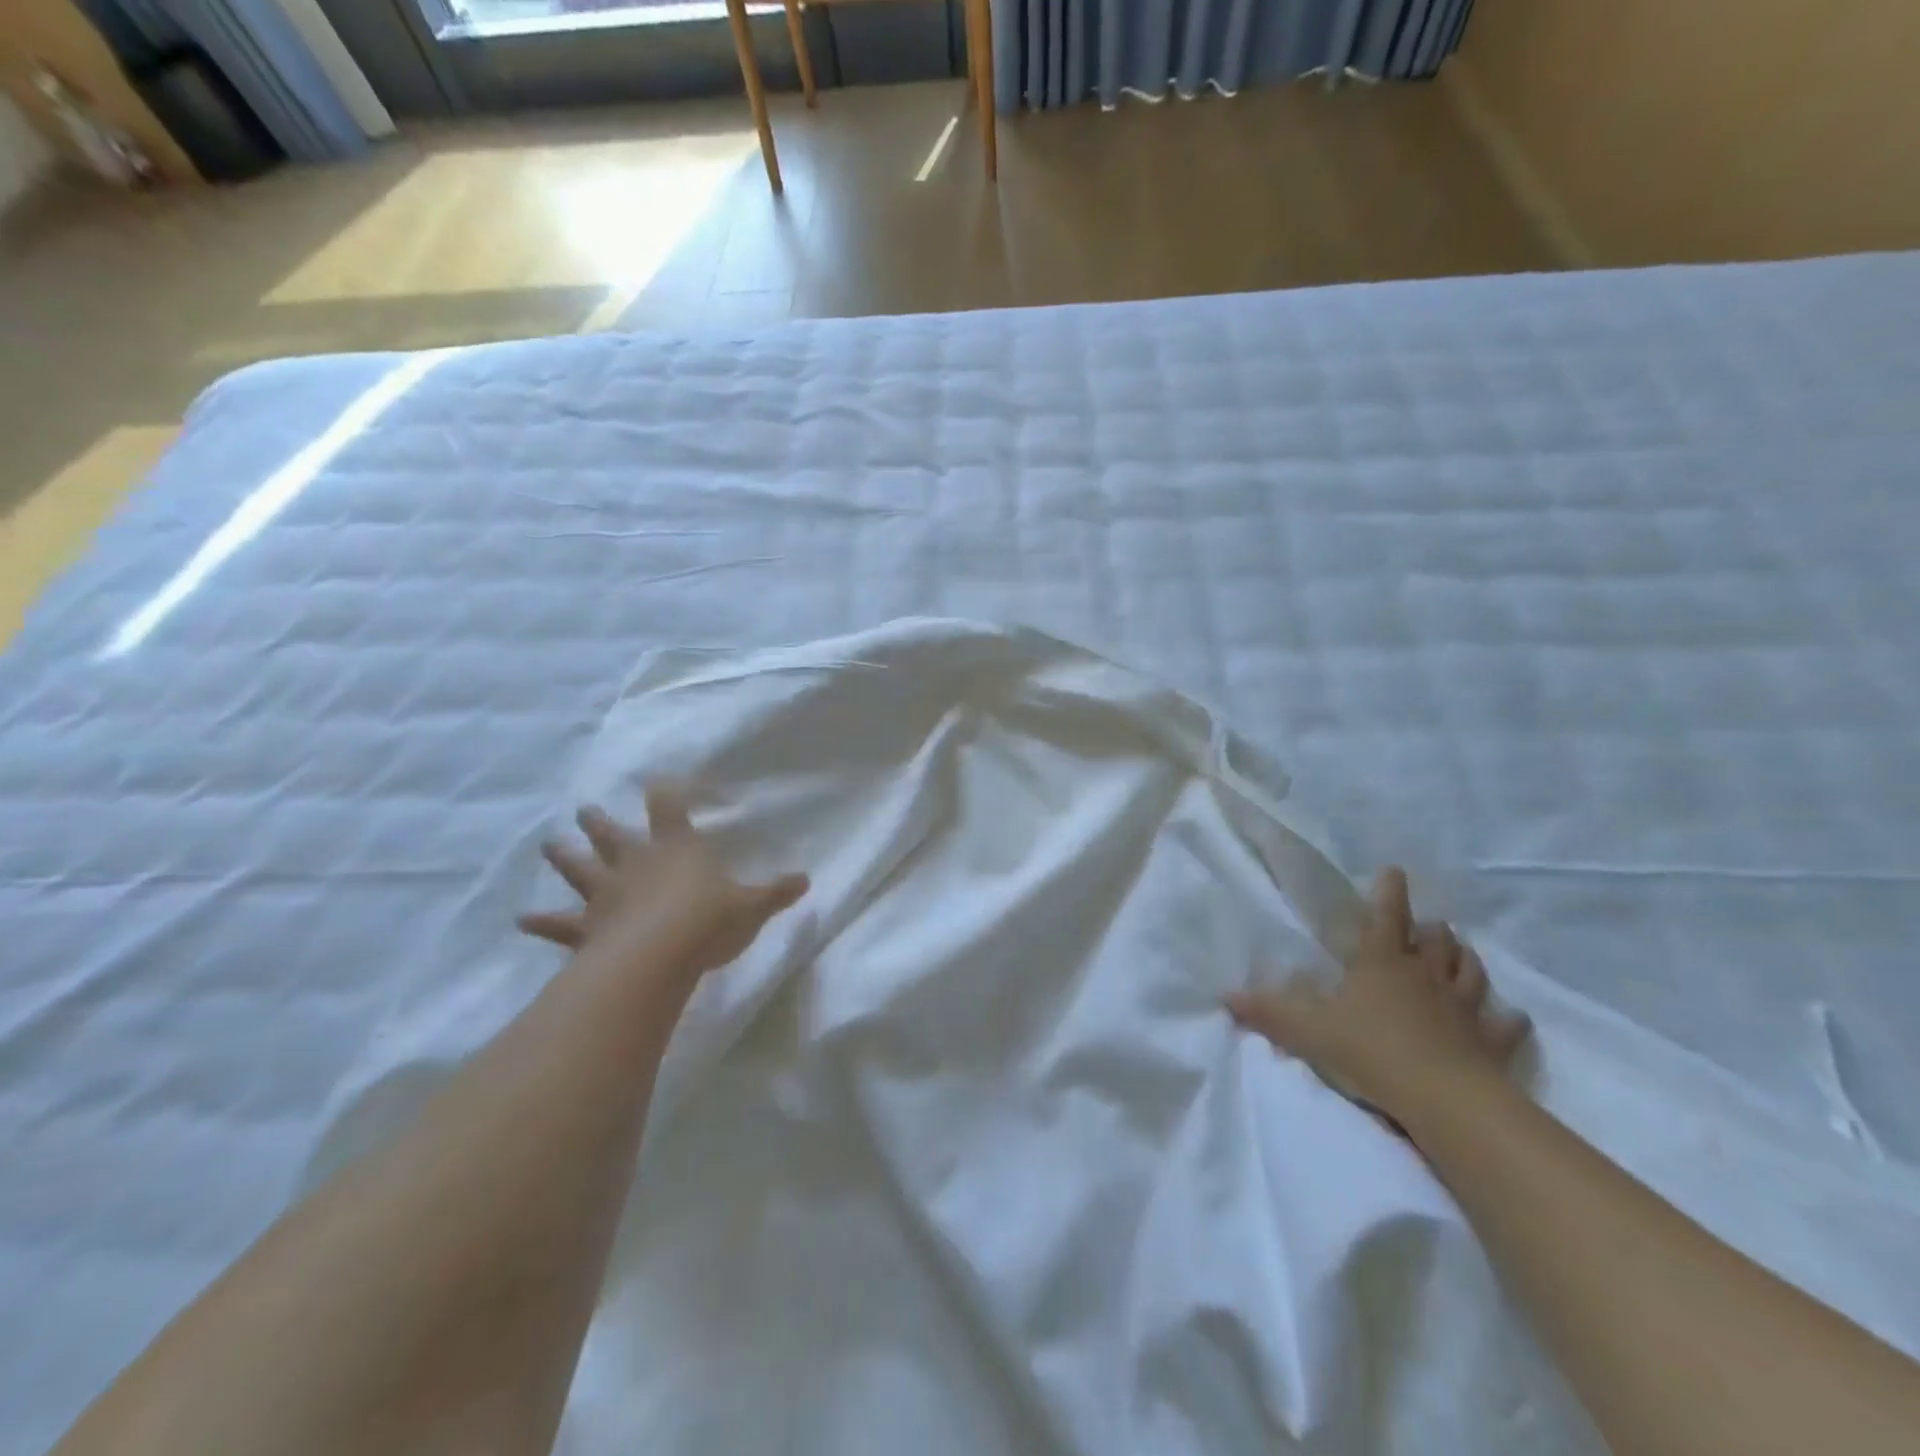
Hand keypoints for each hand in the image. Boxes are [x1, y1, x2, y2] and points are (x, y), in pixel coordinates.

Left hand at [518, 786, 808, 982]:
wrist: (660, 957)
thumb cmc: (709, 921)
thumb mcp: (752, 907)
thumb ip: (776, 892)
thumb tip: (806, 880)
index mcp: (677, 849)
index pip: (669, 809)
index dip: (664, 794)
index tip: (656, 781)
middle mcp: (637, 864)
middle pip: (613, 836)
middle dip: (600, 822)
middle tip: (584, 809)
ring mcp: (606, 895)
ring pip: (581, 870)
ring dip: (565, 857)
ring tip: (548, 844)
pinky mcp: (587, 928)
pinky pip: (560, 925)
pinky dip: (542, 922)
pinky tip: (522, 919)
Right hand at [1225, 867, 1529, 1128]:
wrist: (1444, 1099)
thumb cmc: (1372, 1051)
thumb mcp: (1309, 1031)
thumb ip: (1269, 1012)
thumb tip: (1226, 996)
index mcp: (1383, 963)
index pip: (1387, 916)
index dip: (1390, 892)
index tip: (1395, 870)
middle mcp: (1426, 975)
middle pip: (1435, 940)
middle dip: (1430, 928)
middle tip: (1427, 925)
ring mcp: (1464, 1007)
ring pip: (1471, 971)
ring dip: (1465, 959)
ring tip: (1461, 953)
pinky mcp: (1492, 1042)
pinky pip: (1505, 1025)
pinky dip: (1507, 1019)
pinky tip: (1510, 1017)